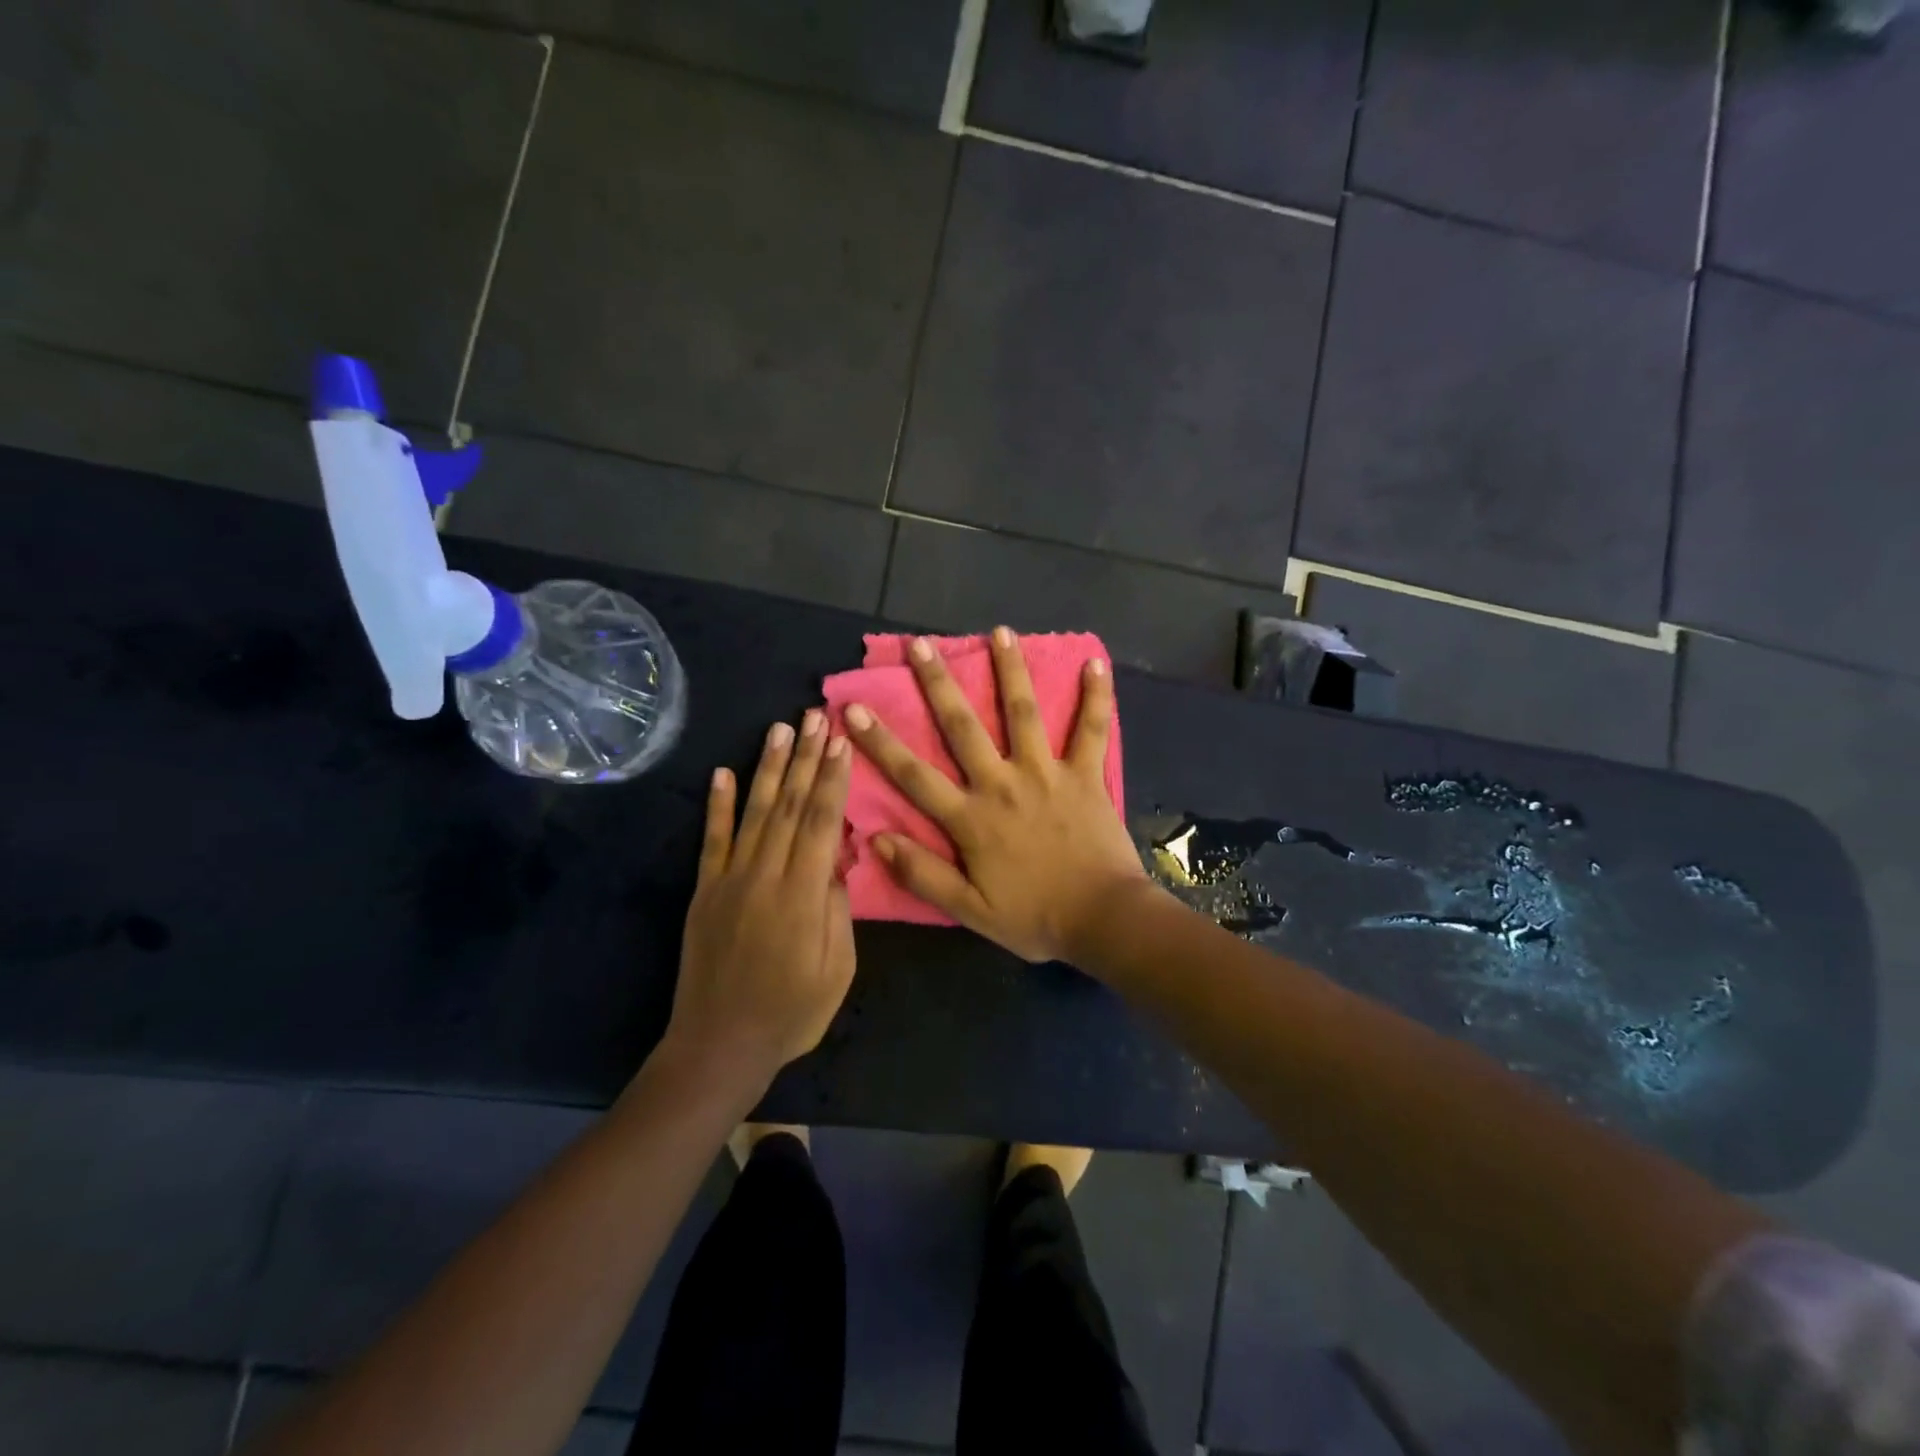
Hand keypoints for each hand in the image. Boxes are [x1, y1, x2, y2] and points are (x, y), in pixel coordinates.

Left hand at [665, 711, 855, 1091]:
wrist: (720, 1044)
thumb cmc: (792, 1012)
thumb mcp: (838, 968)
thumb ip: (838, 908)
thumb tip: (839, 857)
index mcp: (803, 894)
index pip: (822, 822)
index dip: (833, 779)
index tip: (842, 742)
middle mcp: (765, 875)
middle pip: (790, 806)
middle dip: (806, 758)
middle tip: (816, 716)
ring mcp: (729, 880)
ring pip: (754, 812)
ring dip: (768, 768)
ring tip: (780, 728)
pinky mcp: (705, 890)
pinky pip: (712, 840)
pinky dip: (717, 804)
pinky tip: (723, 772)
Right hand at [843, 628, 1149, 964]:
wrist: (1103, 921)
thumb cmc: (1034, 918)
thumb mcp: (970, 910)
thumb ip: (922, 874)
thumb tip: (875, 839)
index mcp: (972, 818)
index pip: (914, 775)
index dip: (880, 742)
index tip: (854, 708)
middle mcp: (1003, 784)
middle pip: (963, 727)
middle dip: (938, 684)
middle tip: (920, 644)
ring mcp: (1047, 774)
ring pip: (1024, 713)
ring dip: (1010, 671)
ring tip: (999, 632)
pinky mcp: (1086, 775)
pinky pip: (1091, 731)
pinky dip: (1096, 698)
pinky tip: (1095, 664)